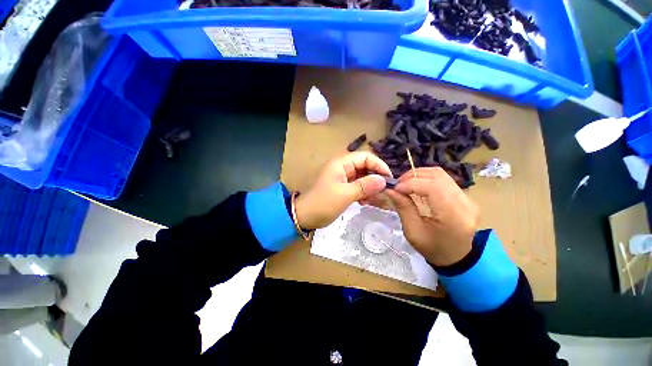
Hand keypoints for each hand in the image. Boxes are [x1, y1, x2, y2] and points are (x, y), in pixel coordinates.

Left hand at [295, 152, 391, 229]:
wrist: (305, 216)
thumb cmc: (323, 203)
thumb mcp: (345, 194)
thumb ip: (365, 186)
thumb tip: (383, 180)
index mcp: (341, 163)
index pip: (365, 157)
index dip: (378, 165)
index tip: (389, 178)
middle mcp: (343, 167)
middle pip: (365, 167)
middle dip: (375, 178)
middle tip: (384, 191)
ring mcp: (343, 178)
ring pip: (362, 178)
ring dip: (371, 187)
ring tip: (377, 199)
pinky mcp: (343, 187)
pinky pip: (357, 186)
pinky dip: (364, 193)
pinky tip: (367, 202)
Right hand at [385, 167, 478, 265]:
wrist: (457, 257)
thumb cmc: (433, 248)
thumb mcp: (413, 231)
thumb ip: (403, 207)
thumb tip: (390, 189)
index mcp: (453, 216)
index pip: (433, 187)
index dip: (411, 184)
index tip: (395, 189)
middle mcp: (465, 203)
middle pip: (437, 176)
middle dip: (413, 176)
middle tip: (398, 185)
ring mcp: (468, 198)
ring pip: (441, 174)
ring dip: (419, 175)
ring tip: (405, 184)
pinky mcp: (465, 196)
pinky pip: (444, 179)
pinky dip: (426, 178)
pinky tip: (416, 185)